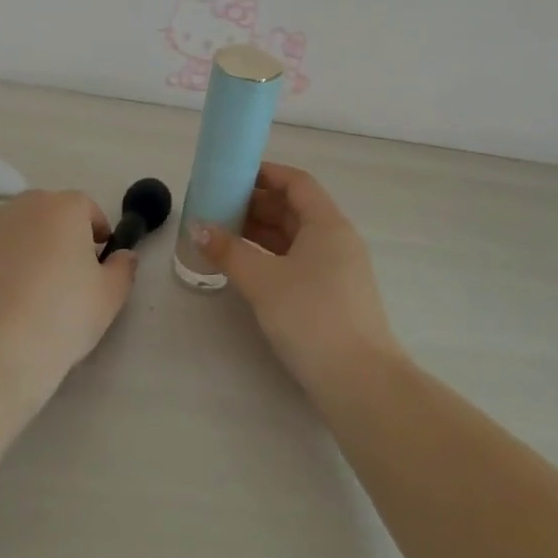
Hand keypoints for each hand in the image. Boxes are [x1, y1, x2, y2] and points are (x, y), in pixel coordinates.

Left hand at [0, 189, 134, 401]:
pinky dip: (2, 267)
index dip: (97, 232)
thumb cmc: (63, 317)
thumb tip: (123, 255)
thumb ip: (123, 268)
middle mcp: (23, 207)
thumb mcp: (110, 296)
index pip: (86, 207)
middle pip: (49, 212)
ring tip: (35, 290)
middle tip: (69, 274)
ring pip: (18, 231)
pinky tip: (6, 303)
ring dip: (30, 248)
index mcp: (63, 208)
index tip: (99, 260)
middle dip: (62, 234)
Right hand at [194, 163, 399, 392]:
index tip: (231, 175)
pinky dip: (271, 256)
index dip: (265, 174)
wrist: (360, 382)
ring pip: (295, 237)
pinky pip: (298, 261)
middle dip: (256, 204)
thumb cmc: (311, 317)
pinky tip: (246, 267)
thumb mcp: (263, 280)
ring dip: (261, 232)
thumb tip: (198, 227)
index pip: (297, 183)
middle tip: (218, 207)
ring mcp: (338, 270)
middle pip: (295, 209)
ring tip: (224, 235)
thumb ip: (228, 251)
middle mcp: (337, 240)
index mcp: (328, 224)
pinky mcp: (333, 296)